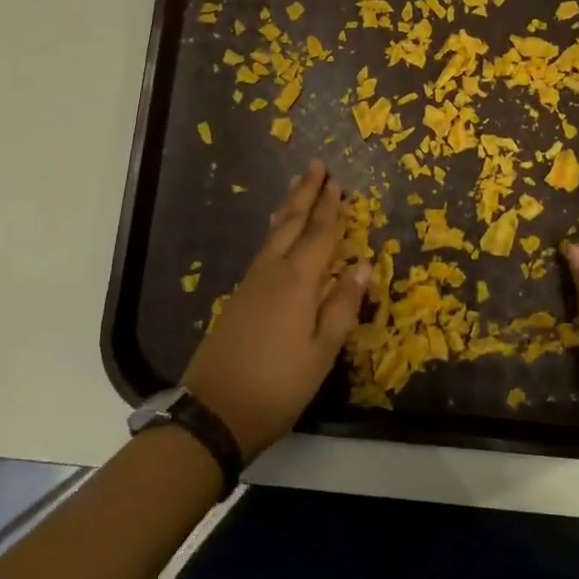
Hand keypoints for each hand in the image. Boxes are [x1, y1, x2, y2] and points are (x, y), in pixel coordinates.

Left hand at [183, 162, 370, 458]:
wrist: (214, 411)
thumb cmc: (278, 385)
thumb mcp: (322, 351)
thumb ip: (343, 305)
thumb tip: (364, 265)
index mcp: (297, 281)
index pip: (320, 235)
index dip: (330, 208)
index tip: (337, 182)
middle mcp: (272, 272)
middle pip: (291, 224)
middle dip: (305, 195)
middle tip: (315, 167)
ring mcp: (250, 284)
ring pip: (273, 235)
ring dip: (288, 208)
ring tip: (296, 188)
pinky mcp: (237, 298)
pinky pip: (263, 251)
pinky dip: (275, 232)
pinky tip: (277, 235)